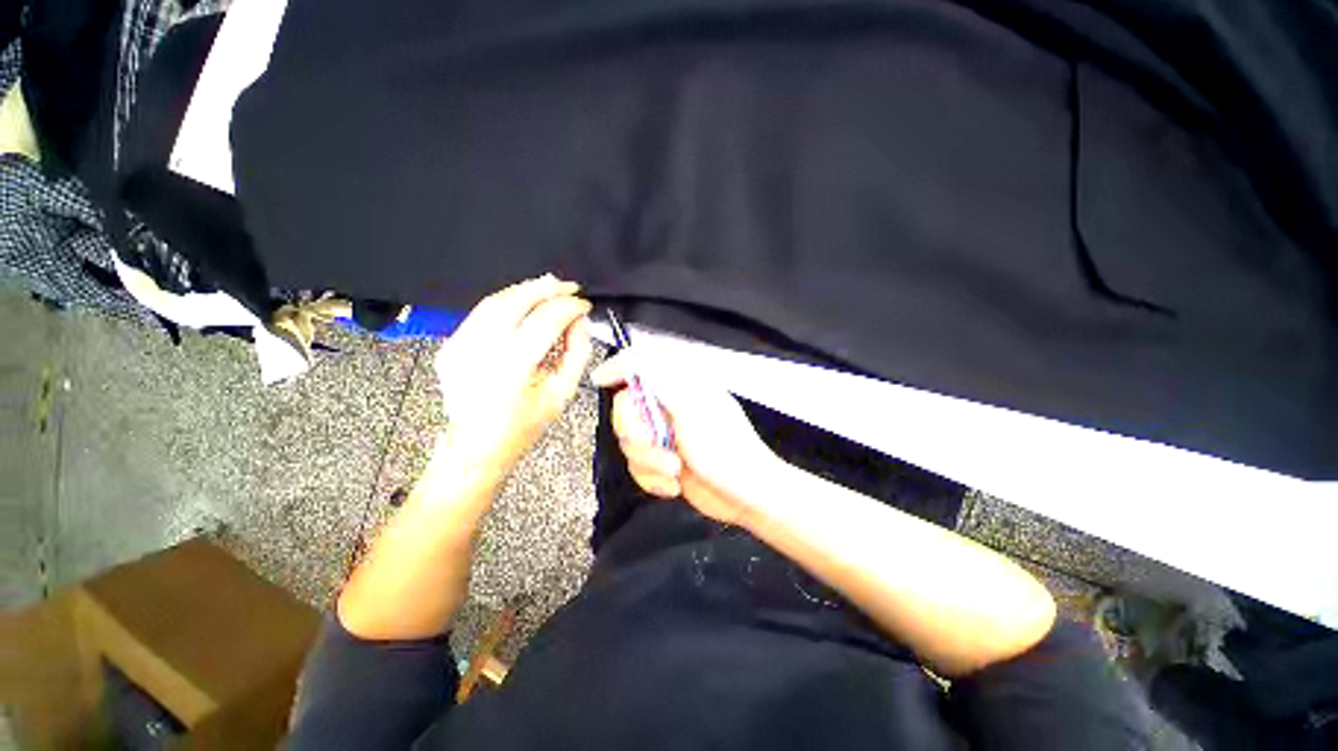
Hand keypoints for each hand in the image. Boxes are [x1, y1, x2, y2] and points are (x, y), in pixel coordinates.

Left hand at [435, 275, 592, 479]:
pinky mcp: (450, 345)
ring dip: (525, 290)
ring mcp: (458, 346)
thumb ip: (576, 352)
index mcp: (511, 370)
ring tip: (550, 287)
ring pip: (494, 301)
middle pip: (515, 302)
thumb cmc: (524, 425)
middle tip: (569, 286)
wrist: (475, 446)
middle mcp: (480, 352)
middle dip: (546, 289)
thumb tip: (580, 321)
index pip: (545, 322)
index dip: (568, 307)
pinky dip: (507, 302)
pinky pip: (481, 313)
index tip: (584, 305)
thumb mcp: (562, 393)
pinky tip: (525, 302)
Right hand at [591, 348, 778, 525]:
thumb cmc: (725, 447)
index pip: (641, 362)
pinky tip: (674, 485)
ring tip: (674, 470)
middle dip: (636, 434)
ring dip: (648, 461)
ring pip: (629, 441)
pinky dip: (652, 479)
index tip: (600, 380)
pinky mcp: (662, 459)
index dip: (617, 366)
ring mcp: (665, 434)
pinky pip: (637, 466)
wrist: (745, 495)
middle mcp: (669, 405)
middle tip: (656, 444)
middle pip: (625, 408)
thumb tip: (628, 362)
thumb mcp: (692, 408)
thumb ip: (659, 382)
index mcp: (680, 384)